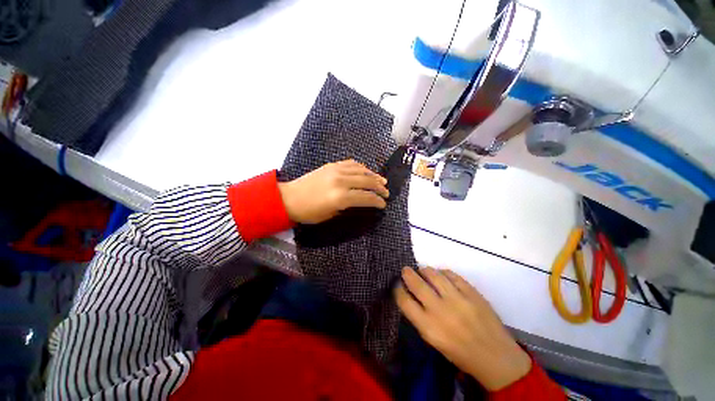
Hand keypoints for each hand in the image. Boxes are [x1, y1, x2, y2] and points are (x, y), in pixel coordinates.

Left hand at [278, 159, 388, 223]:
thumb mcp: (331, 215)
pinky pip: (351, 164)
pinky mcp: (332, 165)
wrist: (289, 198)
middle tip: (386, 193)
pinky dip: (362, 168)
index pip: (366, 197)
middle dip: (380, 188)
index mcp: (340, 197)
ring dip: (374, 176)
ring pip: (362, 170)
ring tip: (382, 181)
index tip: (383, 204)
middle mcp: (341, 181)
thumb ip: (349, 207)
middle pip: (368, 182)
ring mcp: (336, 170)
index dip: (378, 201)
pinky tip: (366, 172)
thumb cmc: (309, 212)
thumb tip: (362, 202)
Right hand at [394, 267, 531, 390]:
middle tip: (406, 270)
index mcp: (429, 327)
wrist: (496, 357)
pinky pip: (452, 275)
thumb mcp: (434, 341)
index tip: (397, 285)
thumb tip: (411, 296)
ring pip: (433, 274)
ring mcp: (457, 299)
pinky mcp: (472, 292)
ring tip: (423, 271)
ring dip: (425, 270)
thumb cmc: (460, 353)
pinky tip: (442, 275)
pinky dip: (443, 273)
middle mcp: (440, 311)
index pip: (404, 301)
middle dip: (407, 274)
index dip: (398, 290)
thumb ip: (420, 318)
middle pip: (416, 284)